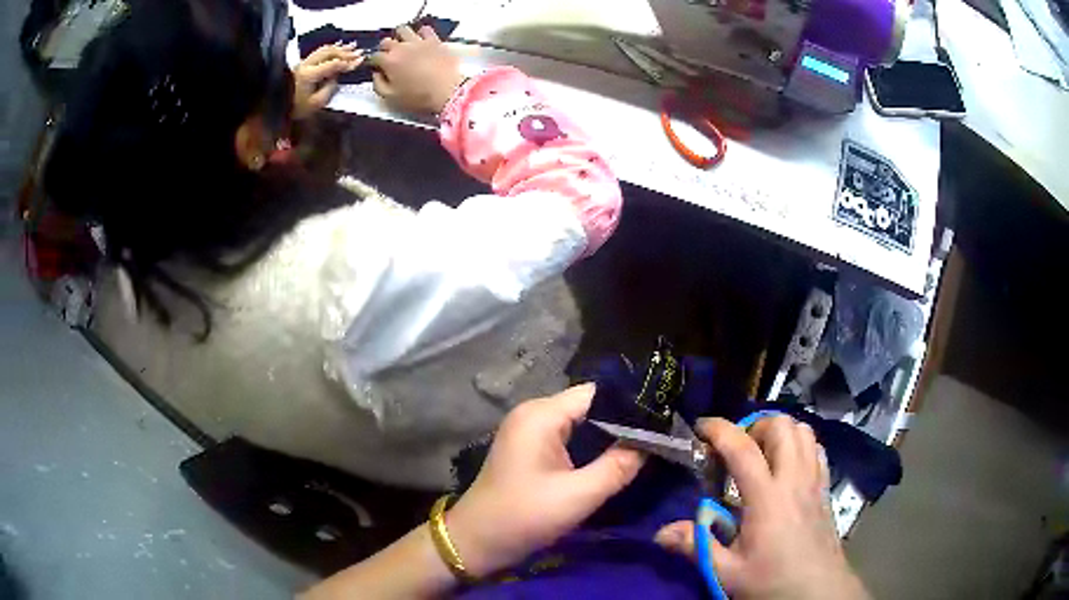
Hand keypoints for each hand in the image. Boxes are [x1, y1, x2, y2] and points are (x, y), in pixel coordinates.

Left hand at [293, 43, 362, 119]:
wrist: (278, 107)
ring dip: (339, 48)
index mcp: (309, 75)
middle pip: (329, 53)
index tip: (361, 61)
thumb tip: (337, 76)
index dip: (348, 62)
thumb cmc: (297, 108)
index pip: (333, 64)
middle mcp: (306, 64)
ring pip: (324, 50)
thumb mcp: (316, 103)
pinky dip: (330, 48)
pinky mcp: (302, 63)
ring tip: (352, 46)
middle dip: (346, 52)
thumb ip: (330, 88)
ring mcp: (303, 62)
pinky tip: (338, 47)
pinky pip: (319, 52)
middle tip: (359, 52)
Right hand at [368, 25, 466, 113]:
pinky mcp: (434, 40)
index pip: (374, 56)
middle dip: (385, 49)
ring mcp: (418, 41)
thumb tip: (376, 74)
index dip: (374, 62)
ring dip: (400, 37)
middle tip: (390, 57)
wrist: (448, 90)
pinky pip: (425, 29)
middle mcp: (401, 47)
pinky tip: (421, 41)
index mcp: (389, 61)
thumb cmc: (418, 96)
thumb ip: (378, 84)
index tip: (378, 67)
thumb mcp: (391, 97)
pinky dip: (420, 33)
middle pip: (386, 41)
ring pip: (403, 30)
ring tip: (403, 45)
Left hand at [445, 384, 644, 576]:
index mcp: (541, 415)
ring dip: (607, 437)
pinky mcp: (529, 448)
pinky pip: (568, 437)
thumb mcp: (578, 496)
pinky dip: (590, 447)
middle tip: (657, 439)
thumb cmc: (523, 517)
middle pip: (589, 406)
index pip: (597, 394)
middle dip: (622, 423)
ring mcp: (529, 430)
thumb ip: (618, 467)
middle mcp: (534, 413)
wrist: (476, 542)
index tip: (661, 423)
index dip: (629, 406)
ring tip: (643, 448)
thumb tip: (651, 442)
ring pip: (580, 423)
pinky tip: (612, 460)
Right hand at [654, 417, 868, 599]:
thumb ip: (696, 547)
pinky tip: (786, 466)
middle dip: (754, 426)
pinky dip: (800, 444)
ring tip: (761, 454)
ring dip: (780, 432)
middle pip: (782, 426)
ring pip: (804, 431)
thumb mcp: (727, 571)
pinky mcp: (826, 488)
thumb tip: (660, 532)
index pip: (743, 449)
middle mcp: (794, 479)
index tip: (700, 427)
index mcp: (767, 498)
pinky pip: (816, 449)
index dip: (720, 430)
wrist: (818, 591)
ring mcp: (814, 481)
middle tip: (736, 450)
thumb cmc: (771, 581)